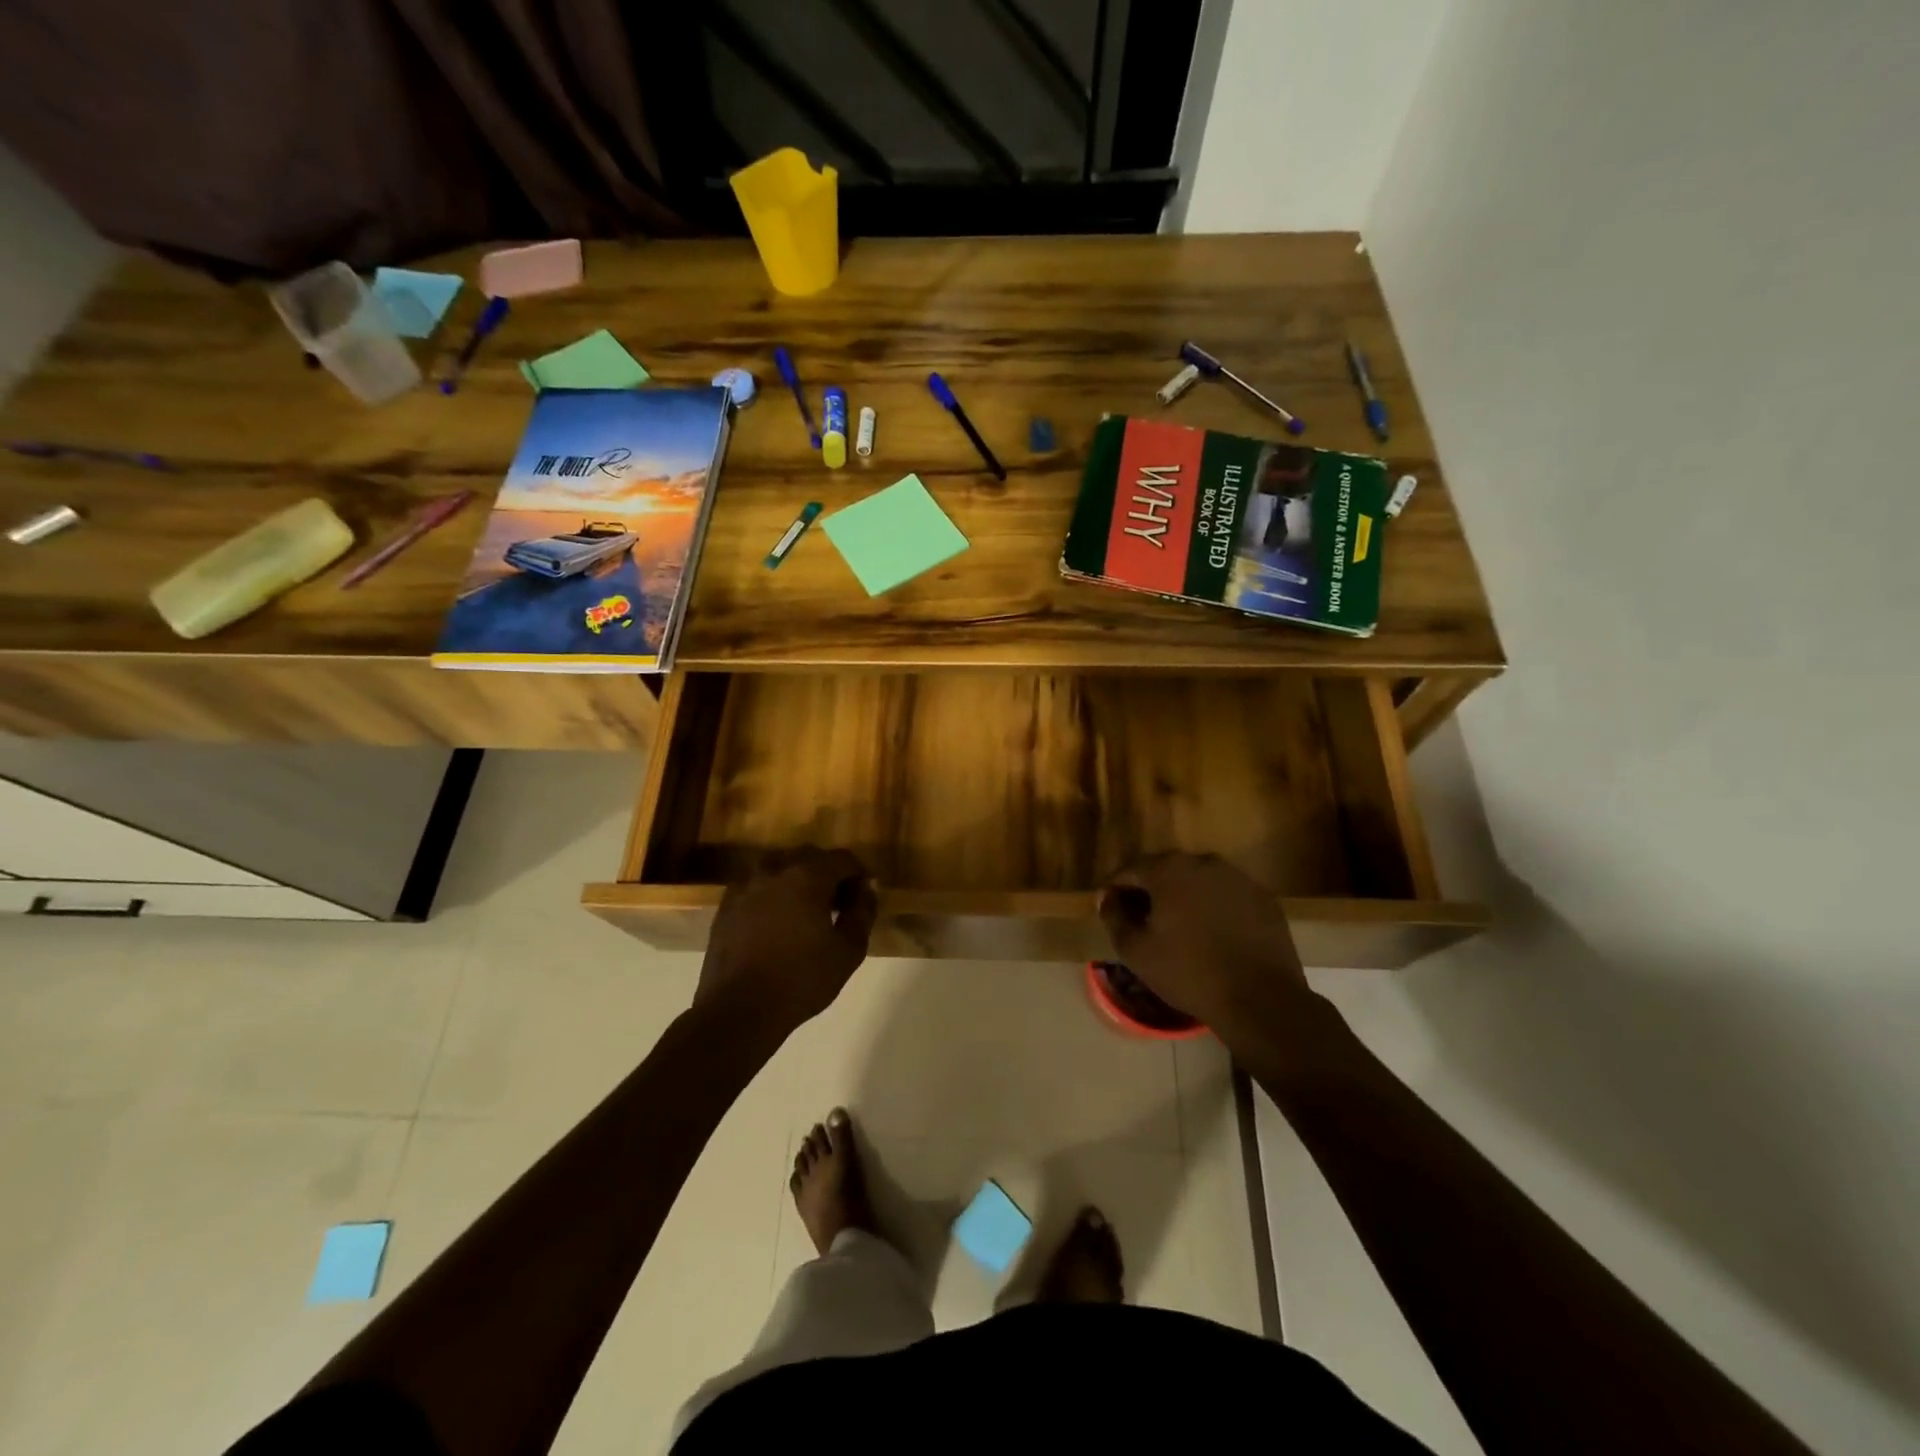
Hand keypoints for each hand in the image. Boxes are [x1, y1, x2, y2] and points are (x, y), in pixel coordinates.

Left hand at [695, 848, 877, 1039]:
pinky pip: (756, 886)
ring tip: (804, 910)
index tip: (863, 897)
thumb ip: (862, 912)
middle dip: (828, 874)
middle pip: (809, 857)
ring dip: (796, 880)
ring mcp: (745, 886)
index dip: (858, 874)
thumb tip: (866, 889)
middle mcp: (774, 870)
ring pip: (779, 868)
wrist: (739, 1009)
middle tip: (837, 905)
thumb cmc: (802, 980)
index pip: (842, 859)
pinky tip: (775, 921)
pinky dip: (770, 894)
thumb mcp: (848, 951)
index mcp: (807, 876)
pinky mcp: (726, 906)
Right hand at [1098, 853, 1310, 1038]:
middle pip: (1166, 870)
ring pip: (1198, 881)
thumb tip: (1106, 898)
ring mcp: (1238, 879)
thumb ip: (1114, 918)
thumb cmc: (1188, 972)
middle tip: (1141, 918)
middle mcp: (1204, 863)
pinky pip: (1226, 896)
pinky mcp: (1263, 899)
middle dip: (1150, 890)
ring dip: (1183, 897)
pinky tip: (1211, 934)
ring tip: (1177, 927)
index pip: (1130, 870)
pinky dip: (1213, 907)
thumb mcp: (1136, 951)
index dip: (1115, 889)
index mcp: (1169, 870)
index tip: (1109, 909)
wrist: (1260, 999)